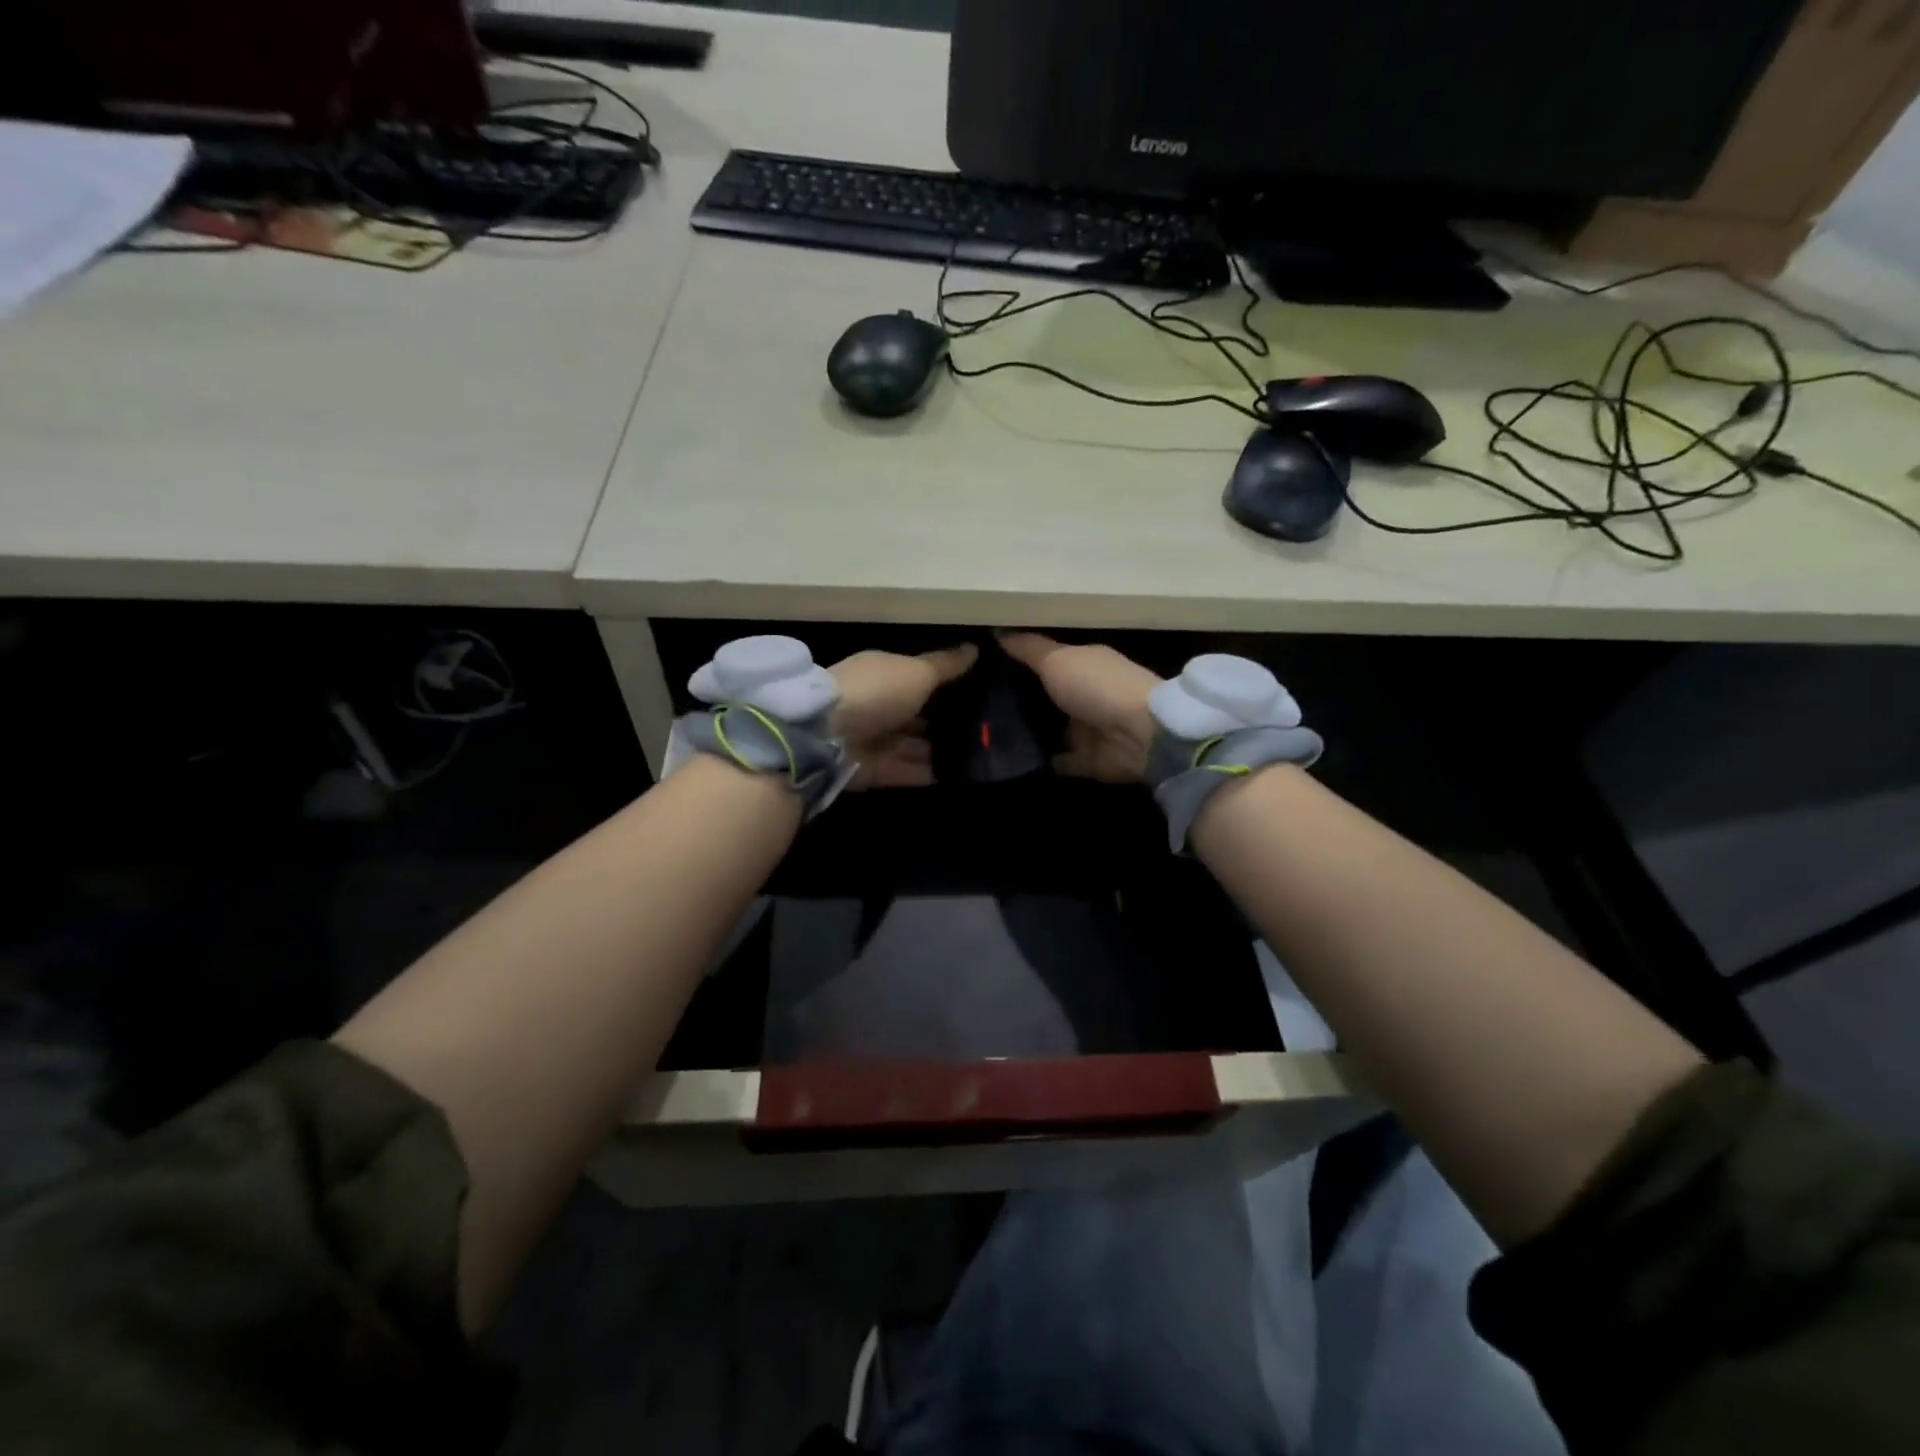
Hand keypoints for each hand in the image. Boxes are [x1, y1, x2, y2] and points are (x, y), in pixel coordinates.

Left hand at [829, 644, 979, 788]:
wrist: (826, 736)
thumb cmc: (876, 692)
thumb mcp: (917, 672)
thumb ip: (945, 666)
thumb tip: (974, 648)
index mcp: (881, 674)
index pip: (915, 678)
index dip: (942, 685)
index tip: (975, 692)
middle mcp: (875, 705)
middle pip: (913, 715)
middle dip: (941, 722)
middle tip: (983, 729)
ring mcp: (871, 740)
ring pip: (910, 746)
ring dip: (937, 750)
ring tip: (976, 755)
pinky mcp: (871, 770)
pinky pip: (905, 771)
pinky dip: (927, 774)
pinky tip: (957, 776)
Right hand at [998, 633, 1161, 782]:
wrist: (1139, 735)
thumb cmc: (1097, 686)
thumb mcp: (1056, 660)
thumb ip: (1028, 649)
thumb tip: (998, 631)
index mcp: (1085, 664)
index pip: (1048, 661)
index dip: (1020, 663)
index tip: (985, 666)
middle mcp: (1087, 694)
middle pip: (1048, 696)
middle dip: (1020, 700)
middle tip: (979, 703)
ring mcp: (1089, 729)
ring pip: (1053, 729)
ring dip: (1030, 732)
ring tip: (988, 733)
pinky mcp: (1089, 760)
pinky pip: (1061, 760)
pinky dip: (1044, 760)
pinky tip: (1014, 759)